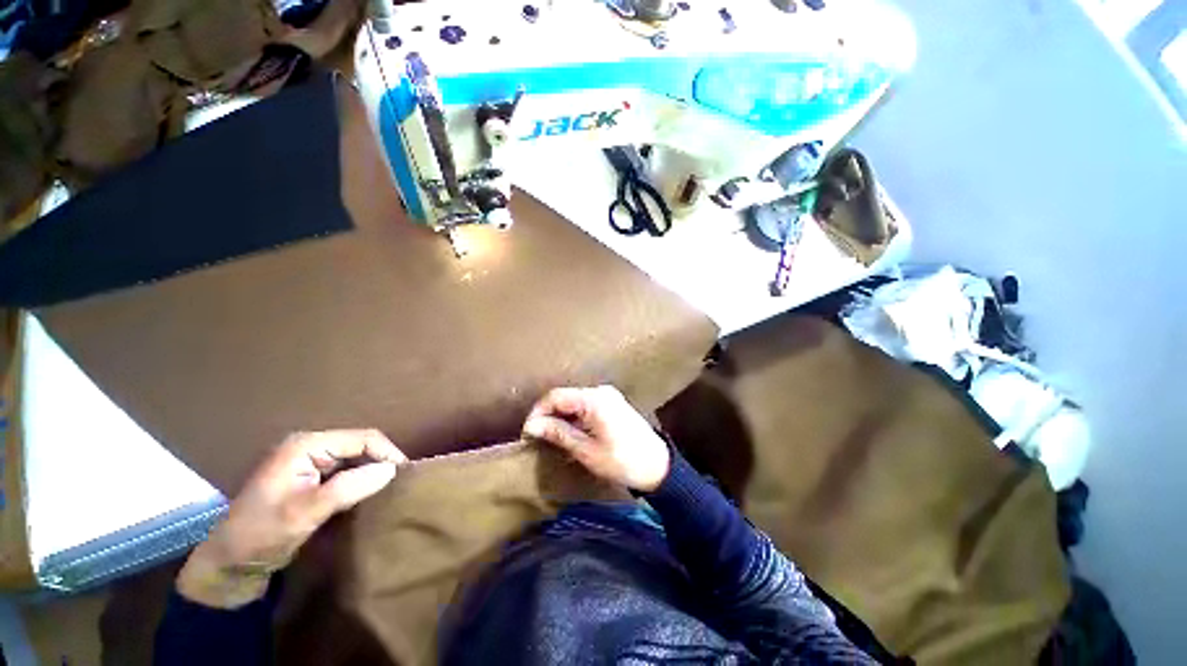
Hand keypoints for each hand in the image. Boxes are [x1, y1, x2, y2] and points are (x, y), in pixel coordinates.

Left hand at [177, 430, 404, 608]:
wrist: (226, 567)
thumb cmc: (260, 536)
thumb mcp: (304, 513)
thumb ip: (348, 487)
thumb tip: (392, 469)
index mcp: (306, 445)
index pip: (363, 438)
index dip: (388, 454)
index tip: (406, 477)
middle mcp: (310, 447)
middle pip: (360, 446)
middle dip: (381, 462)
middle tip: (400, 485)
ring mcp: (308, 463)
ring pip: (355, 459)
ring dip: (372, 473)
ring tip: (389, 491)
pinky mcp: (309, 480)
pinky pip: (345, 472)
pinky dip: (360, 482)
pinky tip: (368, 496)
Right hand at [523, 386, 669, 492]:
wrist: (658, 465)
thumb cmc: (622, 460)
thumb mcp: (586, 450)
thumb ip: (558, 433)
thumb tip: (532, 426)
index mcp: (594, 399)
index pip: (555, 397)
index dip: (538, 413)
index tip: (528, 433)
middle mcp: (600, 391)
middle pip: (565, 397)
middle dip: (549, 416)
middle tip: (538, 439)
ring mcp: (608, 396)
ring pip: (574, 402)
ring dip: (561, 418)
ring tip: (552, 440)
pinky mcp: (612, 403)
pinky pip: (585, 406)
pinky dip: (574, 419)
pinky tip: (570, 435)